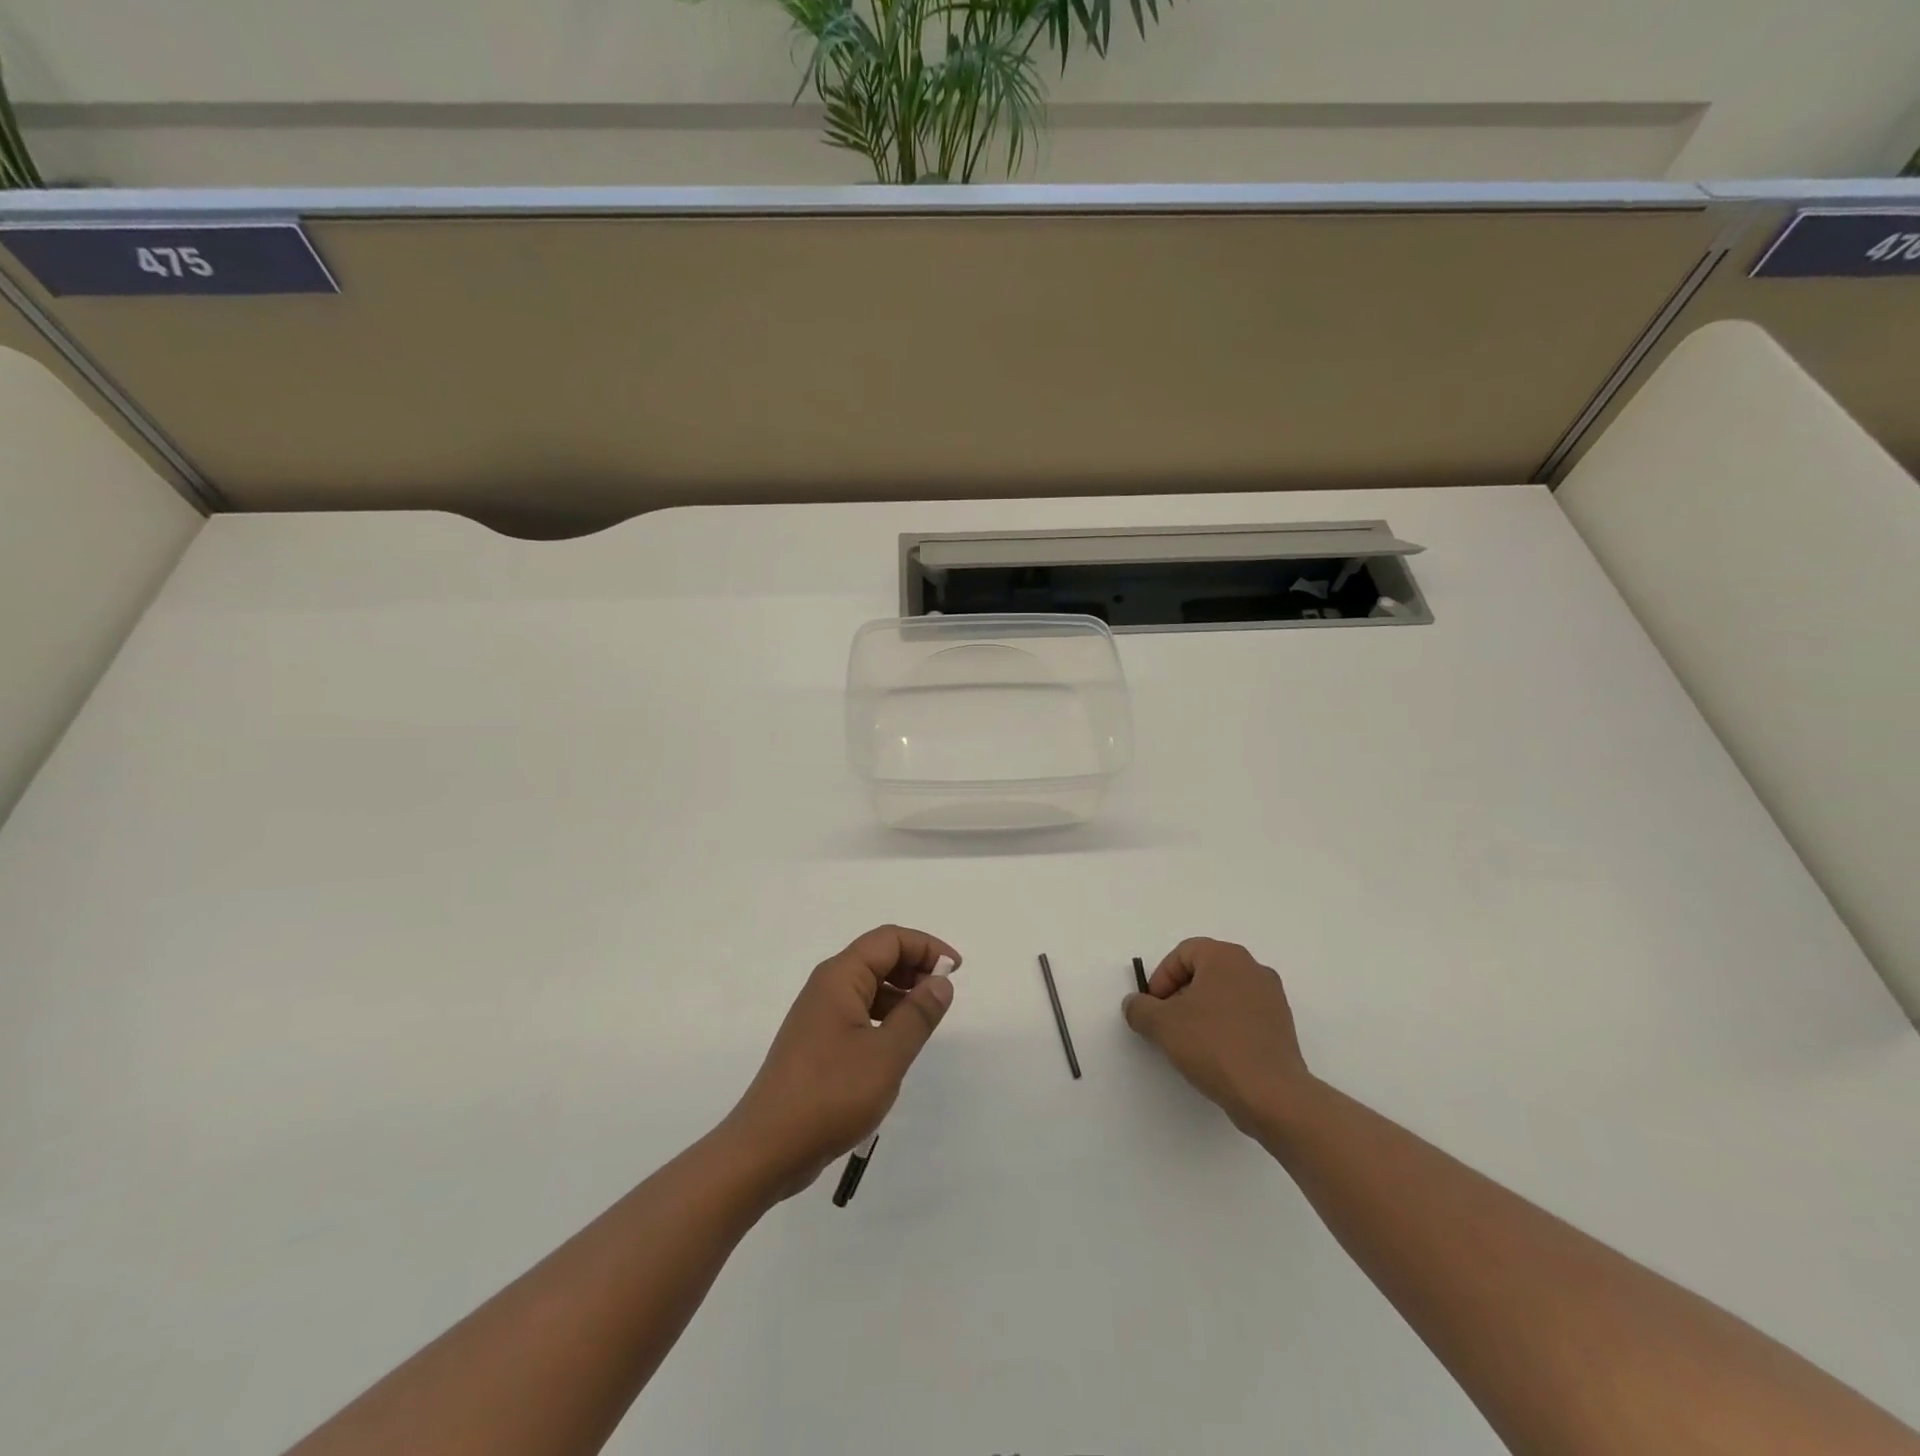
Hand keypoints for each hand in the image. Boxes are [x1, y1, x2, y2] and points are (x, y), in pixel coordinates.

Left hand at [724, 925, 959, 1199]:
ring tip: (926, 1021)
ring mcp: (819, 1016)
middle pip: (877, 958)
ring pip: (868, 987)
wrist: (766, 1149)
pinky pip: (858, 1013)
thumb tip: (940, 981)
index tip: (955, 970)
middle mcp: (826, 987)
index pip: (889, 940)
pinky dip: (884, 1017)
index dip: (926, 946)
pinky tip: (898, 1045)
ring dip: (901, 994)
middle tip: (944, 995)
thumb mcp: (886, 1055)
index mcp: (840, 977)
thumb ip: (918, 1015)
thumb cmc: (830, 1095)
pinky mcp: (817, 1043)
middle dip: (914, 967)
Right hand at [1123, 937, 1313, 1135]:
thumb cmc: (1213, 1046)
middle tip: (1167, 1023)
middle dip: (1180, 995)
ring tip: (1189, 1043)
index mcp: (1226, 957)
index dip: (1161, 978)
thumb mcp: (1161, 1025)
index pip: (1183, 953)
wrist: (1271, 1094)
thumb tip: (1135, 1004)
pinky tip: (1214, 1055)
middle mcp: (1253, 969)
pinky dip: (1224, 1028)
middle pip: (1205, 972)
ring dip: (1202, 1012)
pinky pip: (1243, 1016)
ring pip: (1224, 995)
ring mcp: (1272, 998)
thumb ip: (1139, 1008)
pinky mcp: (1282, 1027)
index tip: (1153, 1008)